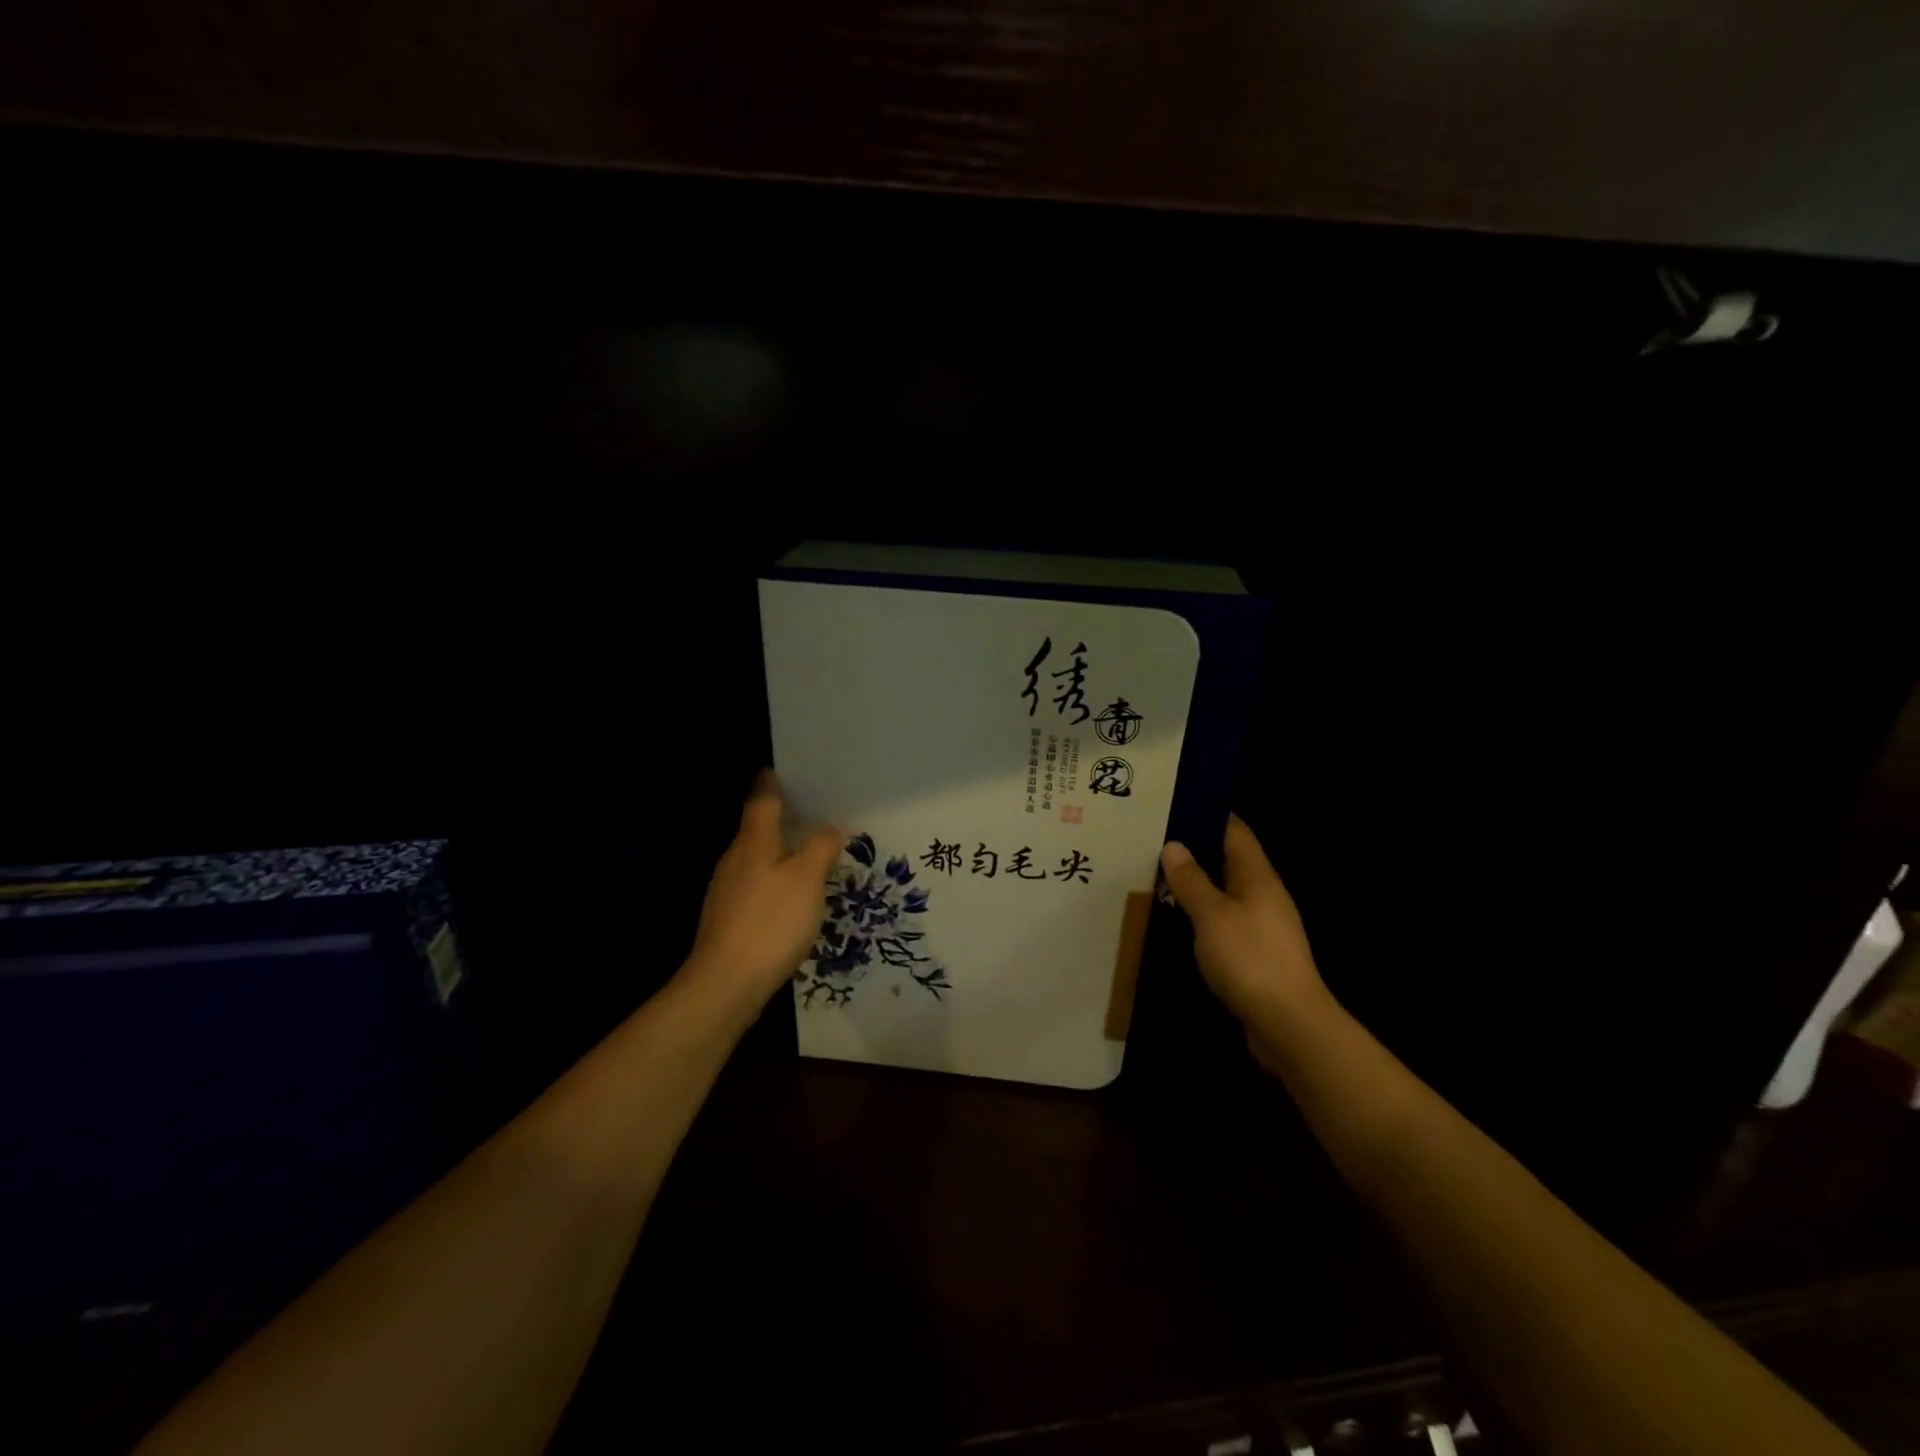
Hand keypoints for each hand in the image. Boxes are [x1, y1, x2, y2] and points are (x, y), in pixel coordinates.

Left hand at [681, 772, 841, 1016]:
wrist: (725, 984)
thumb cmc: (770, 922)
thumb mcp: (807, 880)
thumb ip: (821, 847)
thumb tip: (832, 824)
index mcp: (753, 841)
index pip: (761, 799)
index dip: (773, 783)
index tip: (787, 772)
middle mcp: (735, 859)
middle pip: (758, 828)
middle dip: (783, 819)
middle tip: (816, 814)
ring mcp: (727, 890)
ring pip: (757, 858)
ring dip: (781, 852)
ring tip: (811, 853)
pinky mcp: (728, 918)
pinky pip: (756, 885)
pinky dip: (775, 880)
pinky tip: (793, 896)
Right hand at [1160, 815, 1327, 1060]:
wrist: (1289, 1024)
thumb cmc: (1250, 959)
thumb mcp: (1212, 915)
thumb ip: (1191, 880)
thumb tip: (1174, 846)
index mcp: (1258, 877)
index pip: (1235, 831)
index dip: (1209, 814)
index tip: (1175, 804)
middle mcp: (1264, 895)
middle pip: (1229, 860)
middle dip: (1195, 849)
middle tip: (1152, 840)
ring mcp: (1262, 925)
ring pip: (1225, 892)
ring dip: (1196, 884)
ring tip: (1156, 875)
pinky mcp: (1256, 953)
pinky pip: (1224, 921)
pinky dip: (1201, 914)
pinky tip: (1177, 919)